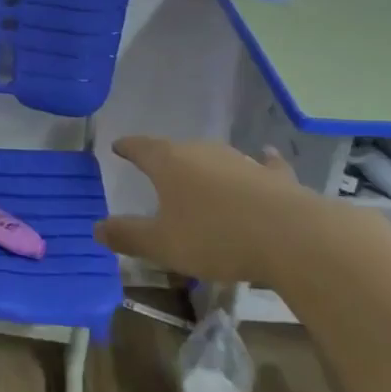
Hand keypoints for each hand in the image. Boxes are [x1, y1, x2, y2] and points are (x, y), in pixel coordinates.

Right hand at [95, 137, 334, 284]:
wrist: (294, 238)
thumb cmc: (216, 237)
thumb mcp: (162, 244)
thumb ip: (128, 235)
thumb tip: (96, 228)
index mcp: (168, 163)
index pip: (140, 147)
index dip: (127, 147)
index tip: (118, 147)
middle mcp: (202, 152)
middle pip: (175, 149)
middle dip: (164, 159)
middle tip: (156, 170)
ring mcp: (241, 161)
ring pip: (214, 157)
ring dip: (205, 166)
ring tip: (199, 175)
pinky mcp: (275, 177)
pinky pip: (263, 165)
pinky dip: (260, 162)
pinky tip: (265, 156)